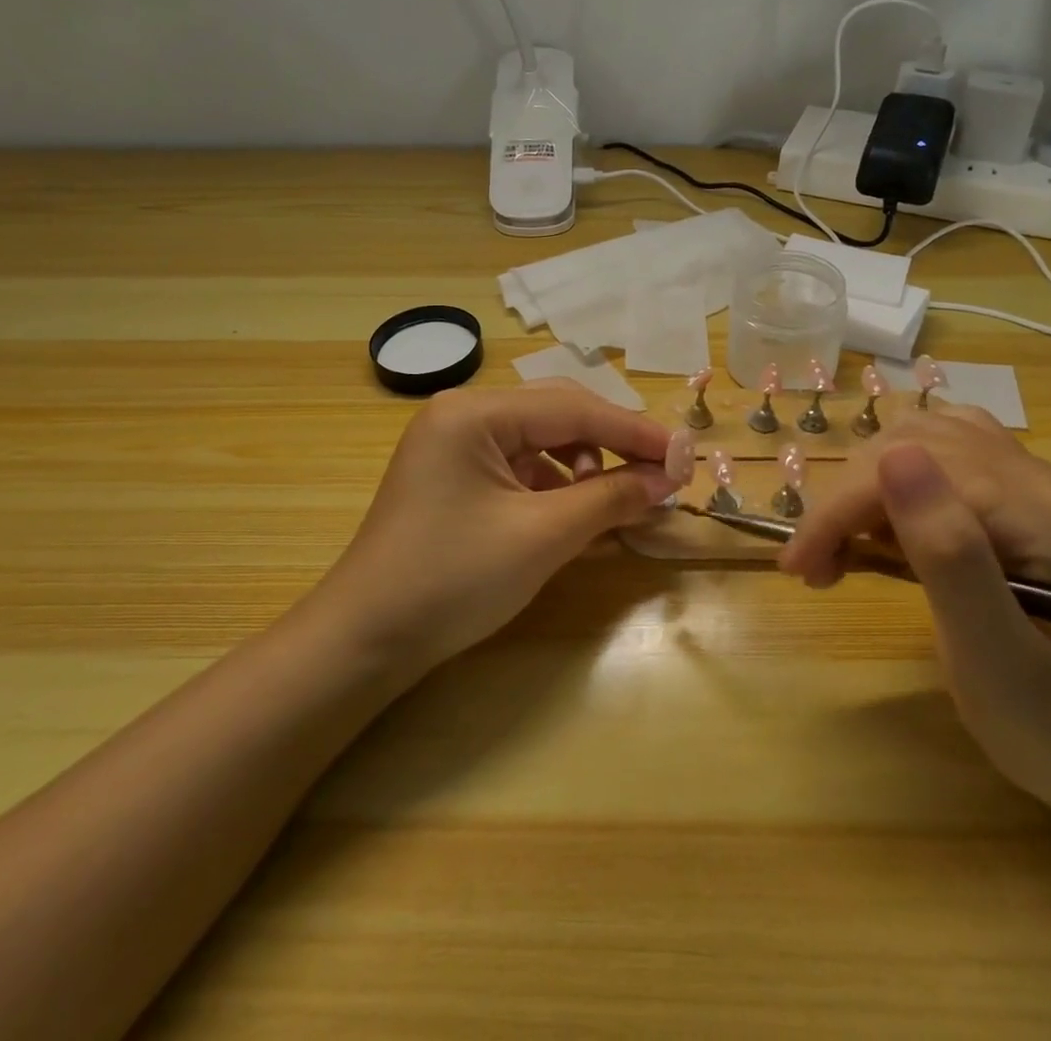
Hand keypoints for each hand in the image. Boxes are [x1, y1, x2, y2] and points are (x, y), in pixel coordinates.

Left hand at [315, 382, 681, 670]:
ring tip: (615, 500)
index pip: (573, 407)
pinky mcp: (457, 476)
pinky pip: (521, 464)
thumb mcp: (542, 536)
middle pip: (559, 412)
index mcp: (474, 412)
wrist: (365, 642)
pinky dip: (557, 484)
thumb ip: (611, 497)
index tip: (685, 455)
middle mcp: (463, 414)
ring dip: (587, 464)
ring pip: (543, 438)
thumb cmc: (453, 580)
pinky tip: (577, 513)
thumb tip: (670, 477)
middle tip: (661, 472)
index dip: (635, 432)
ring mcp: (456, 444)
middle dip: (613, 443)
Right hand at [781, 409, 1050, 820]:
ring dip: (867, 483)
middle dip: (848, 498)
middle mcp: (1041, 477)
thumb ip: (948, 553)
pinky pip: (943, 453)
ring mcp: (1035, 483)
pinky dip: (897, 478)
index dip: (843, 507)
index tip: (798, 566)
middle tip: (815, 569)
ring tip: (846, 546)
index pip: (914, 468)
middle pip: (913, 443)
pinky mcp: (1022, 499)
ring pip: (922, 438)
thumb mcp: (994, 658)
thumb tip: (892, 457)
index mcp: (1042, 510)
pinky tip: (887, 520)